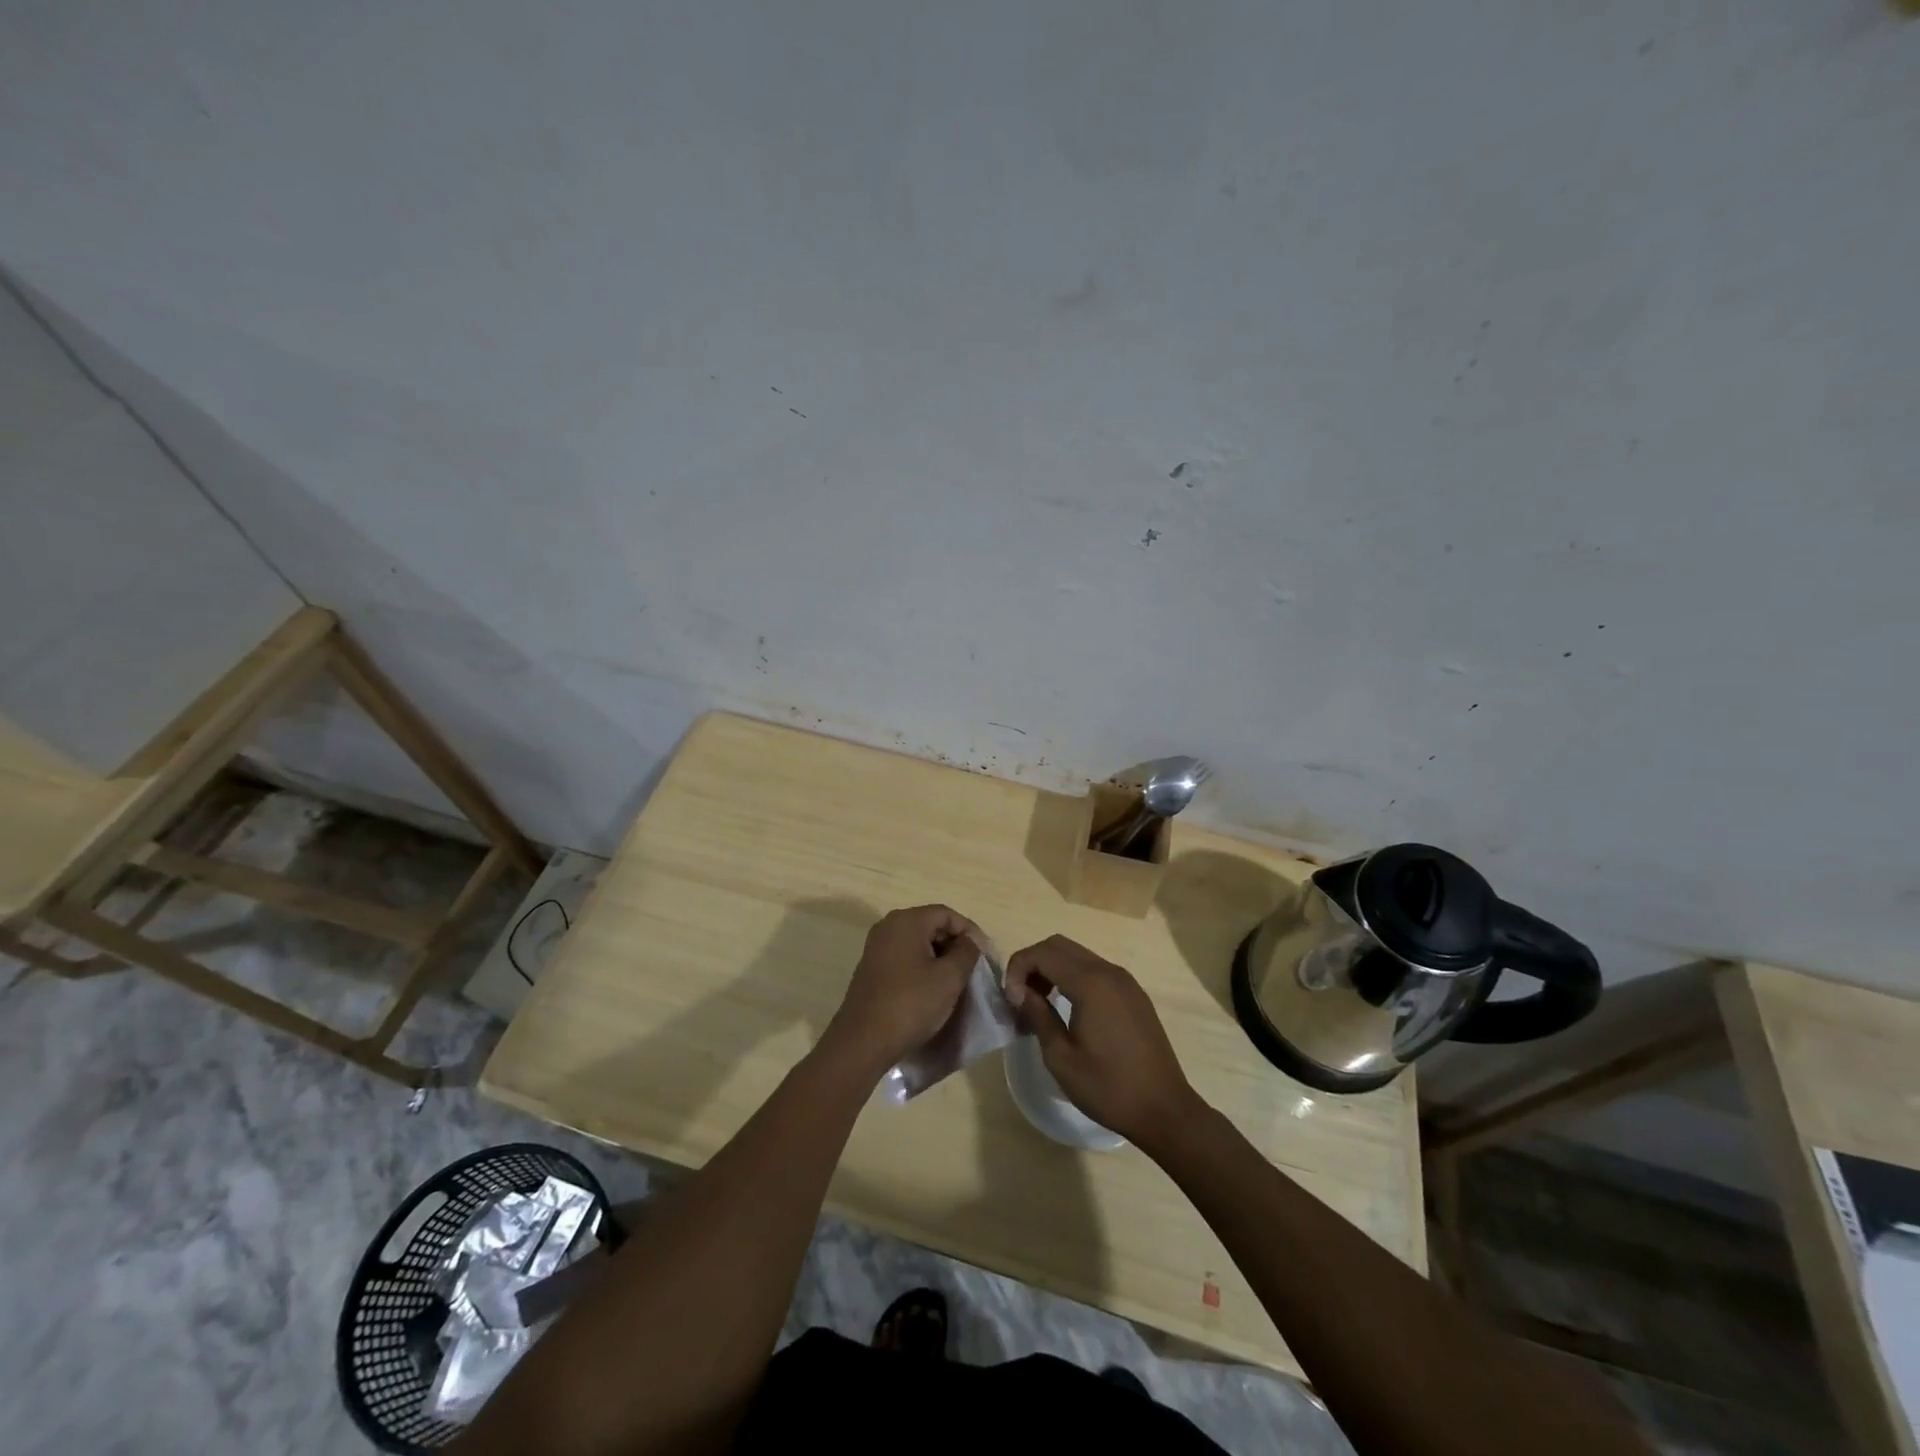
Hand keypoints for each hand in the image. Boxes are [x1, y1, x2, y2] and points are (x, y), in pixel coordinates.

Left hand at [826, 905, 981, 1072]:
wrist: (863, 1042)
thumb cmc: (910, 1004)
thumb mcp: (949, 978)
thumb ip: (966, 953)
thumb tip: (969, 942)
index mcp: (906, 921)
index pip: (947, 914)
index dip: (970, 931)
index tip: (985, 956)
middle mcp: (888, 927)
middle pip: (931, 925)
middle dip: (955, 944)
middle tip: (973, 969)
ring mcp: (876, 948)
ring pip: (918, 943)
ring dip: (940, 958)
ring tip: (957, 981)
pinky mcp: (871, 969)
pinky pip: (904, 958)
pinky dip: (922, 968)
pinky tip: (932, 990)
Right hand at [1005, 935, 1200, 1150]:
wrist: (1164, 1110)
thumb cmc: (1108, 1088)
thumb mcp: (1061, 1058)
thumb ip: (1038, 1016)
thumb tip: (1019, 992)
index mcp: (1091, 983)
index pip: (1043, 953)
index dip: (1018, 969)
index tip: (1010, 1000)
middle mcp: (1109, 971)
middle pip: (1059, 945)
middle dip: (1033, 964)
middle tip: (1020, 998)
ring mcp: (1125, 981)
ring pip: (1078, 955)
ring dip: (1052, 970)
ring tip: (1039, 1005)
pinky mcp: (1134, 994)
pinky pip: (1095, 970)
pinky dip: (1073, 977)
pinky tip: (1067, 1009)